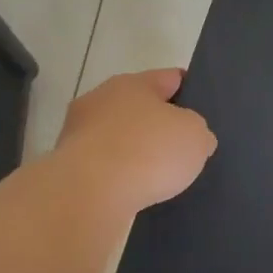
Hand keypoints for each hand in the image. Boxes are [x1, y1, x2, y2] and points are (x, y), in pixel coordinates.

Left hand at [55, 68, 216, 213]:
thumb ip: (198, 131)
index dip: (190, 90)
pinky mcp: (69, 167)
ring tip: (161, 176)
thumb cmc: (148, 152)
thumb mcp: (194, 136)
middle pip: (139, 108)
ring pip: (119, 139)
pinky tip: (136, 192)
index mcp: (132, 83)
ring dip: (137, 153)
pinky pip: (105, 167)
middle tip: (184, 146)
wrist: (89, 194)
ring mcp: (79, 134)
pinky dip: (120, 177)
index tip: (203, 108)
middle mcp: (101, 101)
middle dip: (159, 125)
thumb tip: (191, 139)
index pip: (169, 78)